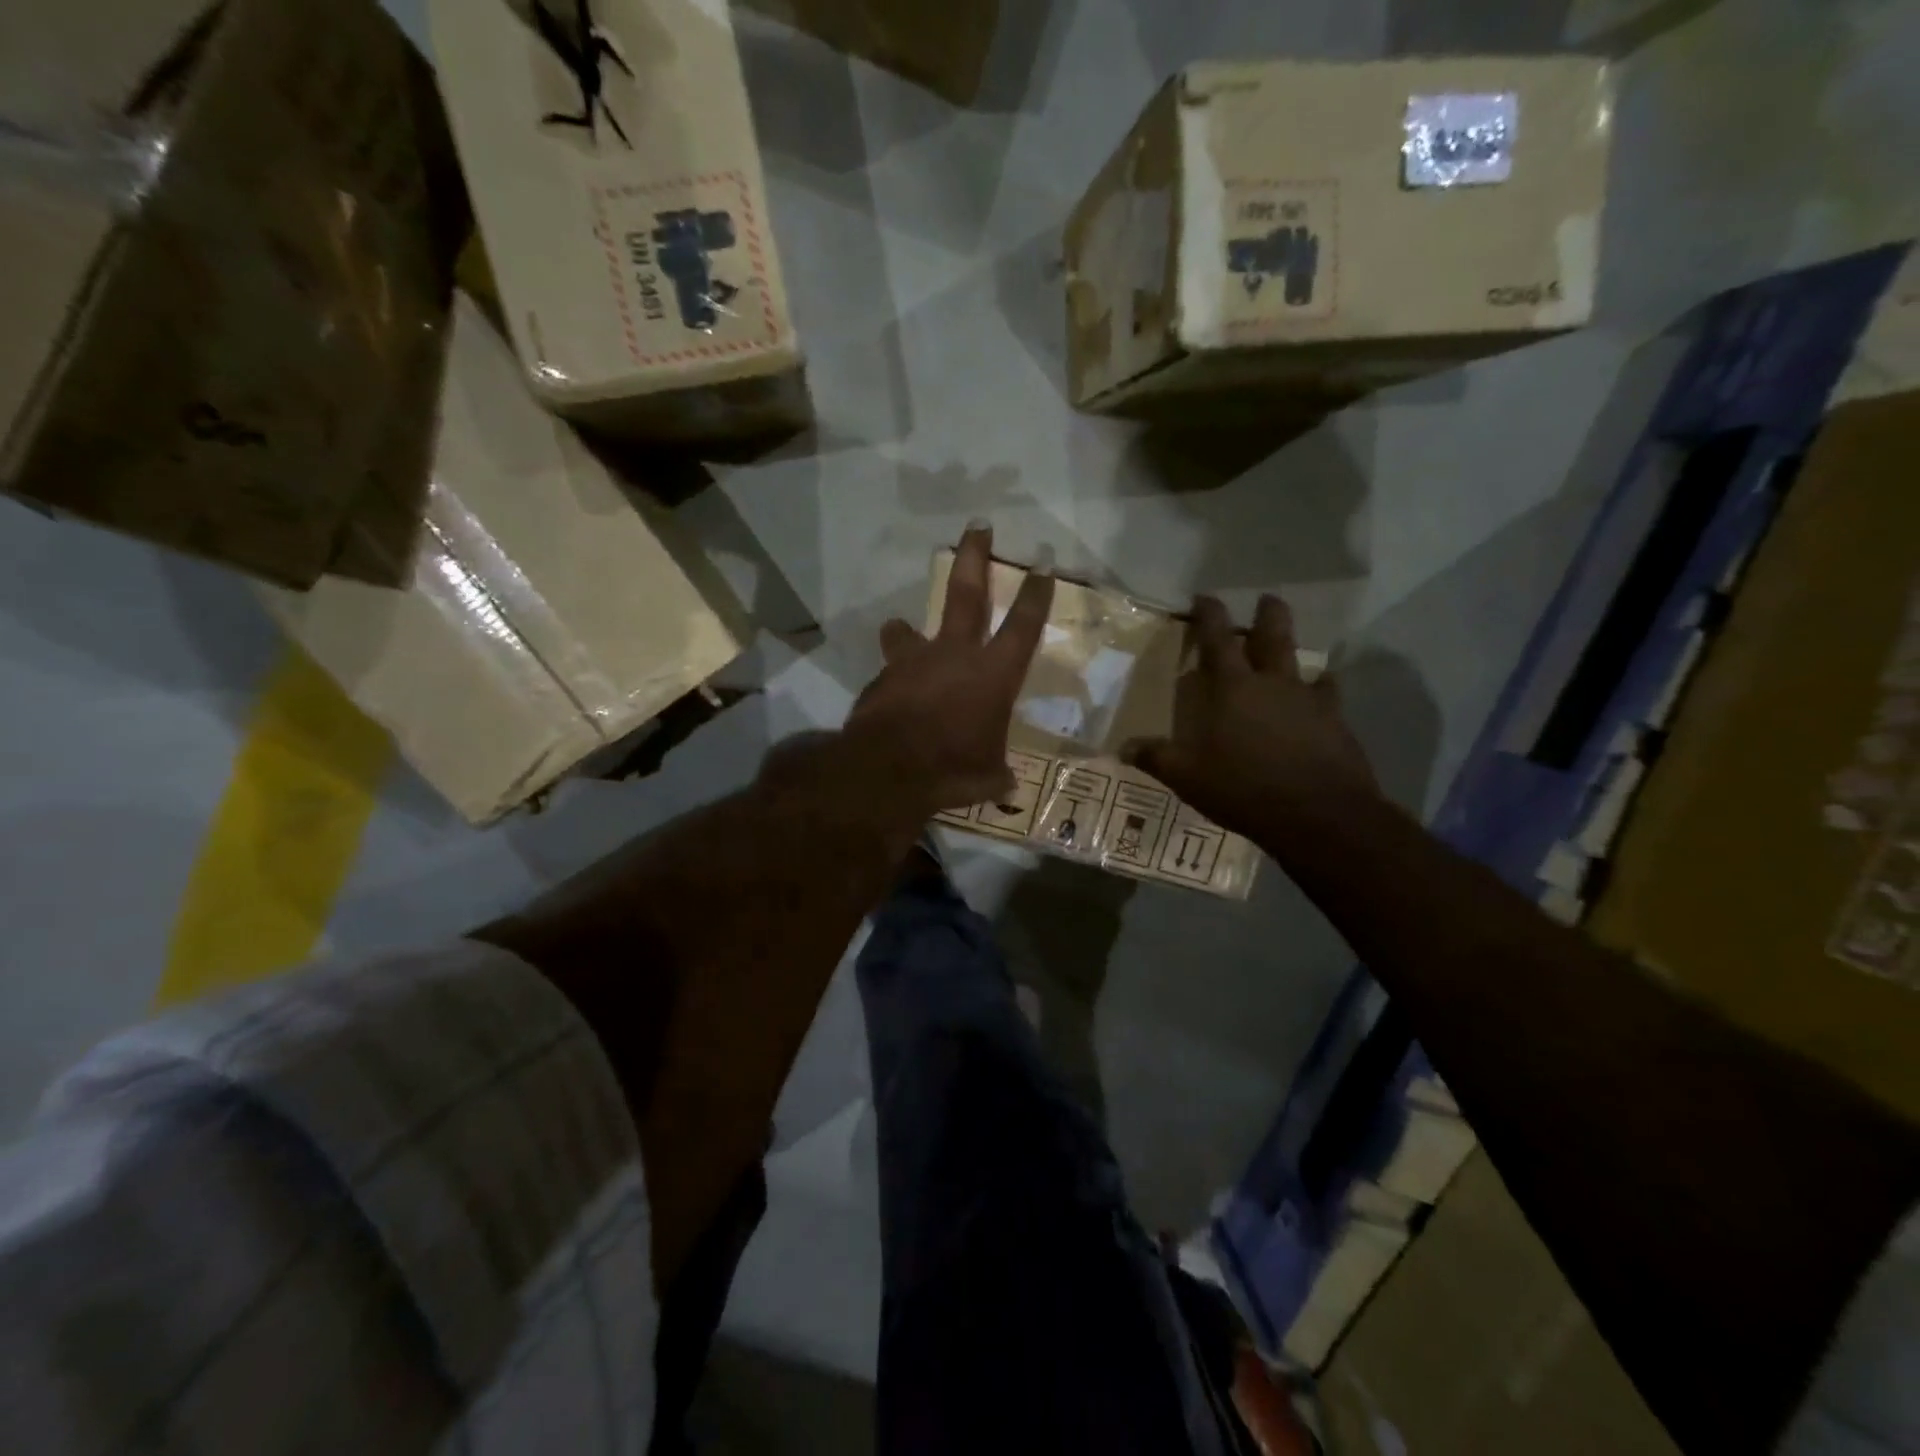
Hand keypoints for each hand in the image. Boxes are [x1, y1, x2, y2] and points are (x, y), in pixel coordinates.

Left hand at [846, 524, 1054, 811]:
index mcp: (993, 674)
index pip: (1023, 625)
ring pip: (909, 630)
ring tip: (900, 628)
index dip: (1036, 594)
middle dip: (974, 557)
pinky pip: (891, 673)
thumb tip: (1004, 783)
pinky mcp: (883, 678)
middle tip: (977, 526)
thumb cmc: (953, 768)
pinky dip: (893, 682)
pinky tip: (890, 702)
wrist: (888, 770)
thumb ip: (996, 770)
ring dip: (906, 629)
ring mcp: (914, 662)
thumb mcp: (987, 776)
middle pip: (967, 593)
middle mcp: (955, 655)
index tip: (1042, 564)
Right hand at [1124, 595, 1377, 839]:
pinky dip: (1323, 690)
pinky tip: (1322, 696)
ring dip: (1296, 652)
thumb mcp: (1188, 777)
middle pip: (1273, 634)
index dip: (1209, 614)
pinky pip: (1329, 695)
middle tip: (1266, 599)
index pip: (1217, 639)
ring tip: (1295, 655)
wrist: (1319, 814)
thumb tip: (1123, 748)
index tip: (1205, 596)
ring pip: (1304, 662)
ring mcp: (1310, 700)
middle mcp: (1273, 683)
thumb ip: (1157, 758)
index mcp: (1234, 688)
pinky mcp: (1337, 722)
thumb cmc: (1244, 788)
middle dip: (1268, 613)